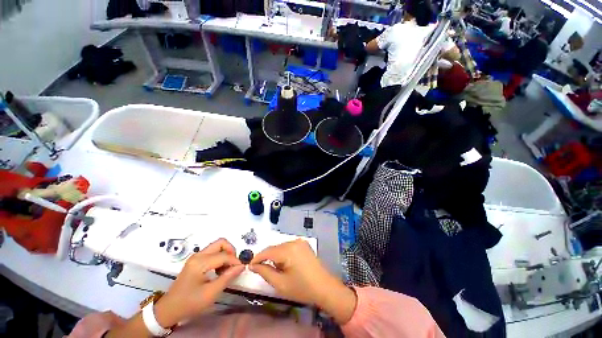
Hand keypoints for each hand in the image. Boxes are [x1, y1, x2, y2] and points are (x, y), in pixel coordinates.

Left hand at [154, 238, 244, 327]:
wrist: (169, 309)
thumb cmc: (190, 303)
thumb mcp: (210, 293)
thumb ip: (227, 277)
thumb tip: (241, 266)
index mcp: (200, 262)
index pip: (224, 255)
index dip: (235, 261)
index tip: (241, 269)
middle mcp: (198, 255)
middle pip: (221, 243)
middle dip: (231, 251)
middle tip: (234, 265)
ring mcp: (196, 257)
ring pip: (217, 246)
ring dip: (226, 254)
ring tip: (227, 270)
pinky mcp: (195, 260)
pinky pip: (213, 252)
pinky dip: (220, 257)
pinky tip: (219, 271)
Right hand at [249, 239, 356, 324]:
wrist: (324, 287)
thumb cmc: (302, 288)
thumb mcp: (280, 284)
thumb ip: (265, 272)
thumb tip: (253, 265)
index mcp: (289, 250)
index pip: (268, 251)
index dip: (257, 258)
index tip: (249, 266)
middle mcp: (294, 241)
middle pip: (275, 248)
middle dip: (267, 258)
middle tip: (262, 270)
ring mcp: (300, 241)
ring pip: (281, 247)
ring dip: (276, 256)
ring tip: (277, 270)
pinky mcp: (304, 244)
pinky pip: (288, 247)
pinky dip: (284, 254)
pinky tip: (286, 265)